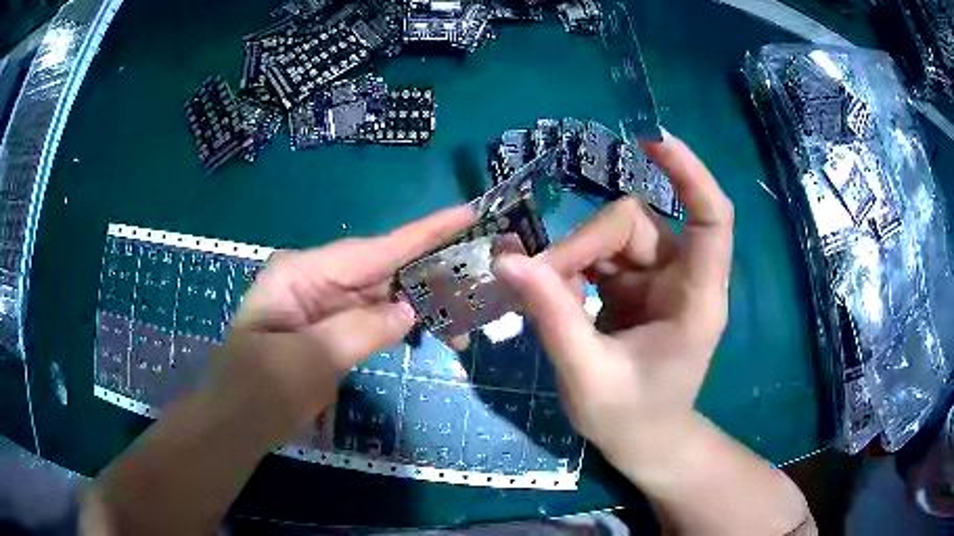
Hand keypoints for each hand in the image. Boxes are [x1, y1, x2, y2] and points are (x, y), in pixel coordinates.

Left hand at [207, 206, 474, 445]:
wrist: (235, 425)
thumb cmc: (260, 391)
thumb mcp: (310, 360)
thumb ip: (361, 330)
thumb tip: (409, 311)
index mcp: (303, 273)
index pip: (374, 248)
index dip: (424, 232)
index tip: (467, 212)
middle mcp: (315, 279)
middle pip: (382, 268)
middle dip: (431, 272)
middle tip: (482, 273)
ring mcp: (321, 304)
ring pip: (381, 295)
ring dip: (421, 305)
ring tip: (464, 321)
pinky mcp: (328, 329)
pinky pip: (372, 318)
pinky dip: (401, 325)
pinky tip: (429, 331)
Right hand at [493, 132, 733, 459]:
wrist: (645, 441)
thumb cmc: (631, 419)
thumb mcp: (587, 375)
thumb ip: (552, 316)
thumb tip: (508, 258)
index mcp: (696, 300)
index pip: (711, 218)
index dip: (689, 173)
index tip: (652, 138)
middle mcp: (682, 278)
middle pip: (633, 223)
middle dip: (582, 246)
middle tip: (539, 283)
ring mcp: (657, 280)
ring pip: (611, 236)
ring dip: (572, 258)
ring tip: (544, 296)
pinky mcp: (635, 286)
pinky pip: (599, 256)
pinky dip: (571, 269)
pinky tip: (553, 295)